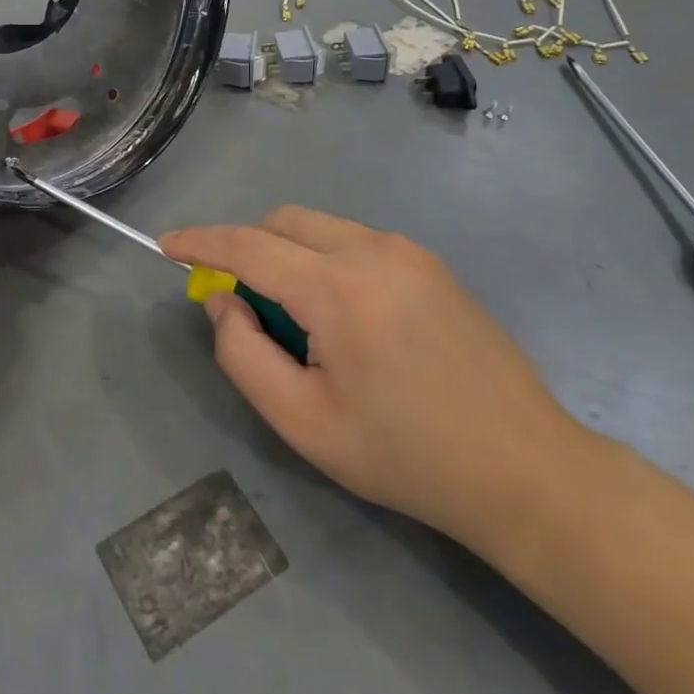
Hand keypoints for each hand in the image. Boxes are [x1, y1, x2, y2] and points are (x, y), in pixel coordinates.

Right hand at [161, 208, 589, 544]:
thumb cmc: (406, 455)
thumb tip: (223, 300)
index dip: (200, 242)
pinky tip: (348, 319)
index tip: (166, 246)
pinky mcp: (430, 262)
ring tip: (303, 323)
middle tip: (245, 306)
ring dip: (289, 254)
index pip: (248, 244)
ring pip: (319, 227)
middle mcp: (371, 250)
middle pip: (282, 222)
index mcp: (337, 288)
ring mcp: (407, 251)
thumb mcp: (304, 422)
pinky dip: (326, 260)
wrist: (527, 471)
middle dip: (248, 248)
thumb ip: (242, 354)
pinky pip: (354, 241)